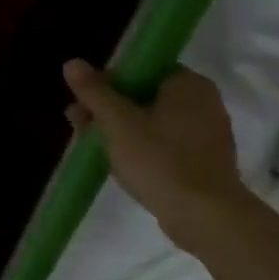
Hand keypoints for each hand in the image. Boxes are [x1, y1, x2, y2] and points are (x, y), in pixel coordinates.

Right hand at [63, 59, 249, 246]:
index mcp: (188, 85)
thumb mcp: (117, 123)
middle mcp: (202, 103)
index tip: (87, 99)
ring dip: (118, 127)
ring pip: (150, 119)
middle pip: (144, 93)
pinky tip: (115, 159)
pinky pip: (162, 141)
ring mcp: (204, 132)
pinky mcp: (201, 159)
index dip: (110, 79)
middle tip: (80, 123)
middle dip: (108, 106)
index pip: (143, 67)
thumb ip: (94, 92)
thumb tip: (72, 62)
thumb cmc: (160, 161)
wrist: (206, 216)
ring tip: (89, 143)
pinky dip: (138, 145)